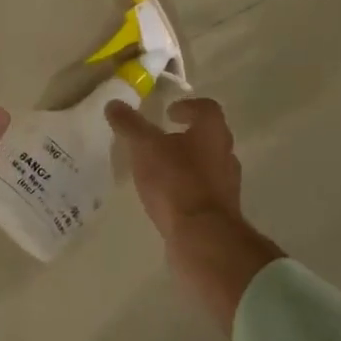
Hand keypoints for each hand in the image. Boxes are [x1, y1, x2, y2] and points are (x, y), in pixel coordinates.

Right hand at [106, 96, 283, 330]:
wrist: (202, 236)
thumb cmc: (176, 181)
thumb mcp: (145, 148)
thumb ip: (130, 125)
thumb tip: (114, 104)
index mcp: (212, 132)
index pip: (206, 109)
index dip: (188, 107)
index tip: (169, 112)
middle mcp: (226, 154)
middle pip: (209, 137)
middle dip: (187, 137)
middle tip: (162, 139)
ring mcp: (226, 185)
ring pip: (208, 166)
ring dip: (188, 164)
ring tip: (160, 171)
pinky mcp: (221, 212)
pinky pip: (203, 193)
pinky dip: (187, 190)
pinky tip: (167, 199)